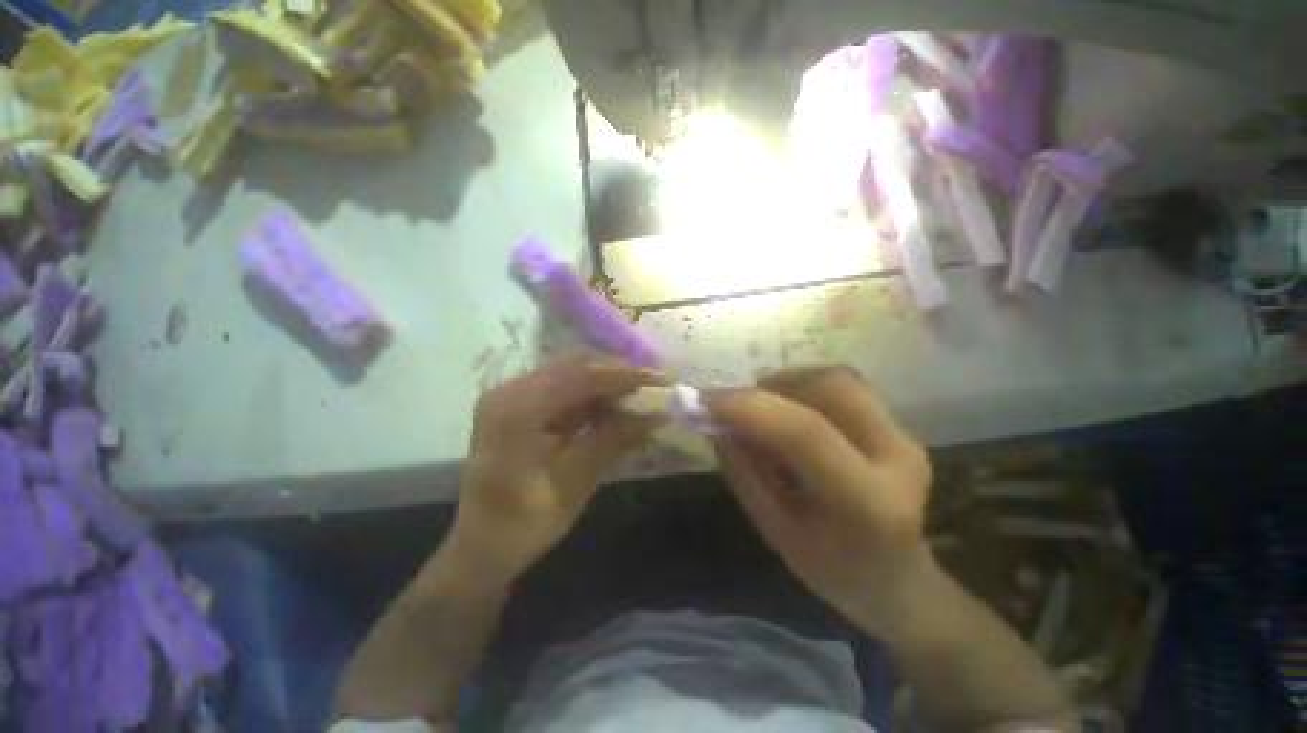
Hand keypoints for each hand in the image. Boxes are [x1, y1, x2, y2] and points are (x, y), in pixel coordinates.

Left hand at [448, 358, 664, 583]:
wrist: (481, 549)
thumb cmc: (523, 524)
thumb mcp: (575, 482)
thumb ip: (614, 439)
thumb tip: (659, 416)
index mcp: (516, 409)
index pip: (579, 376)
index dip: (623, 375)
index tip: (661, 380)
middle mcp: (511, 392)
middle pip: (575, 369)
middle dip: (618, 376)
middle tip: (655, 386)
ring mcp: (514, 397)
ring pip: (572, 377)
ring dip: (608, 385)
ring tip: (642, 395)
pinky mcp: (522, 407)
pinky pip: (564, 392)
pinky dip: (593, 398)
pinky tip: (616, 407)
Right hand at [707, 366, 933, 624]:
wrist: (897, 581)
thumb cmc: (832, 570)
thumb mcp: (775, 532)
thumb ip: (744, 472)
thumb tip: (715, 422)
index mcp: (867, 502)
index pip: (805, 433)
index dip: (749, 408)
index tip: (704, 401)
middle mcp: (897, 457)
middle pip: (830, 388)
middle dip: (772, 388)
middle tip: (737, 405)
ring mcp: (904, 436)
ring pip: (838, 378)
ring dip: (787, 383)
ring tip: (761, 409)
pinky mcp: (898, 426)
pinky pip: (844, 386)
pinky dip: (804, 387)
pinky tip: (788, 410)